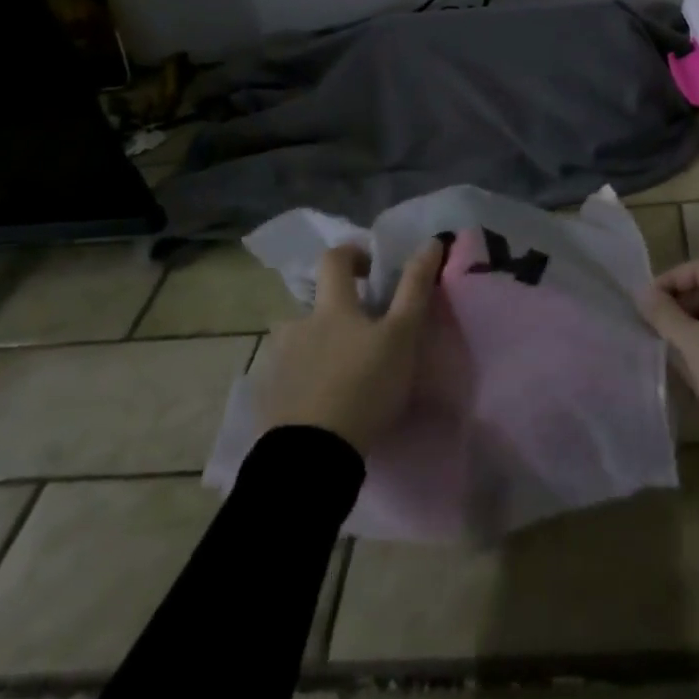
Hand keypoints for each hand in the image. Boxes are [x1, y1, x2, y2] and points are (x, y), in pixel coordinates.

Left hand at [252, 240, 441, 453]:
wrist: (311, 456)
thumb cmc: (364, 386)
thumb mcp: (402, 336)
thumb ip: (415, 287)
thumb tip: (431, 241)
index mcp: (330, 307)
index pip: (334, 258)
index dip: (353, 254)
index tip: (372, 269)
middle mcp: (297, 324)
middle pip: (317, 304)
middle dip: (339, 312)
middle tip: (365, 337)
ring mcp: (277, 361)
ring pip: (301, 340)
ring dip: (320, 345)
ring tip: (343, 373)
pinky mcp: (267, 396)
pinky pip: (288, 373)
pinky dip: (304, 377)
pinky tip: (322, 401)